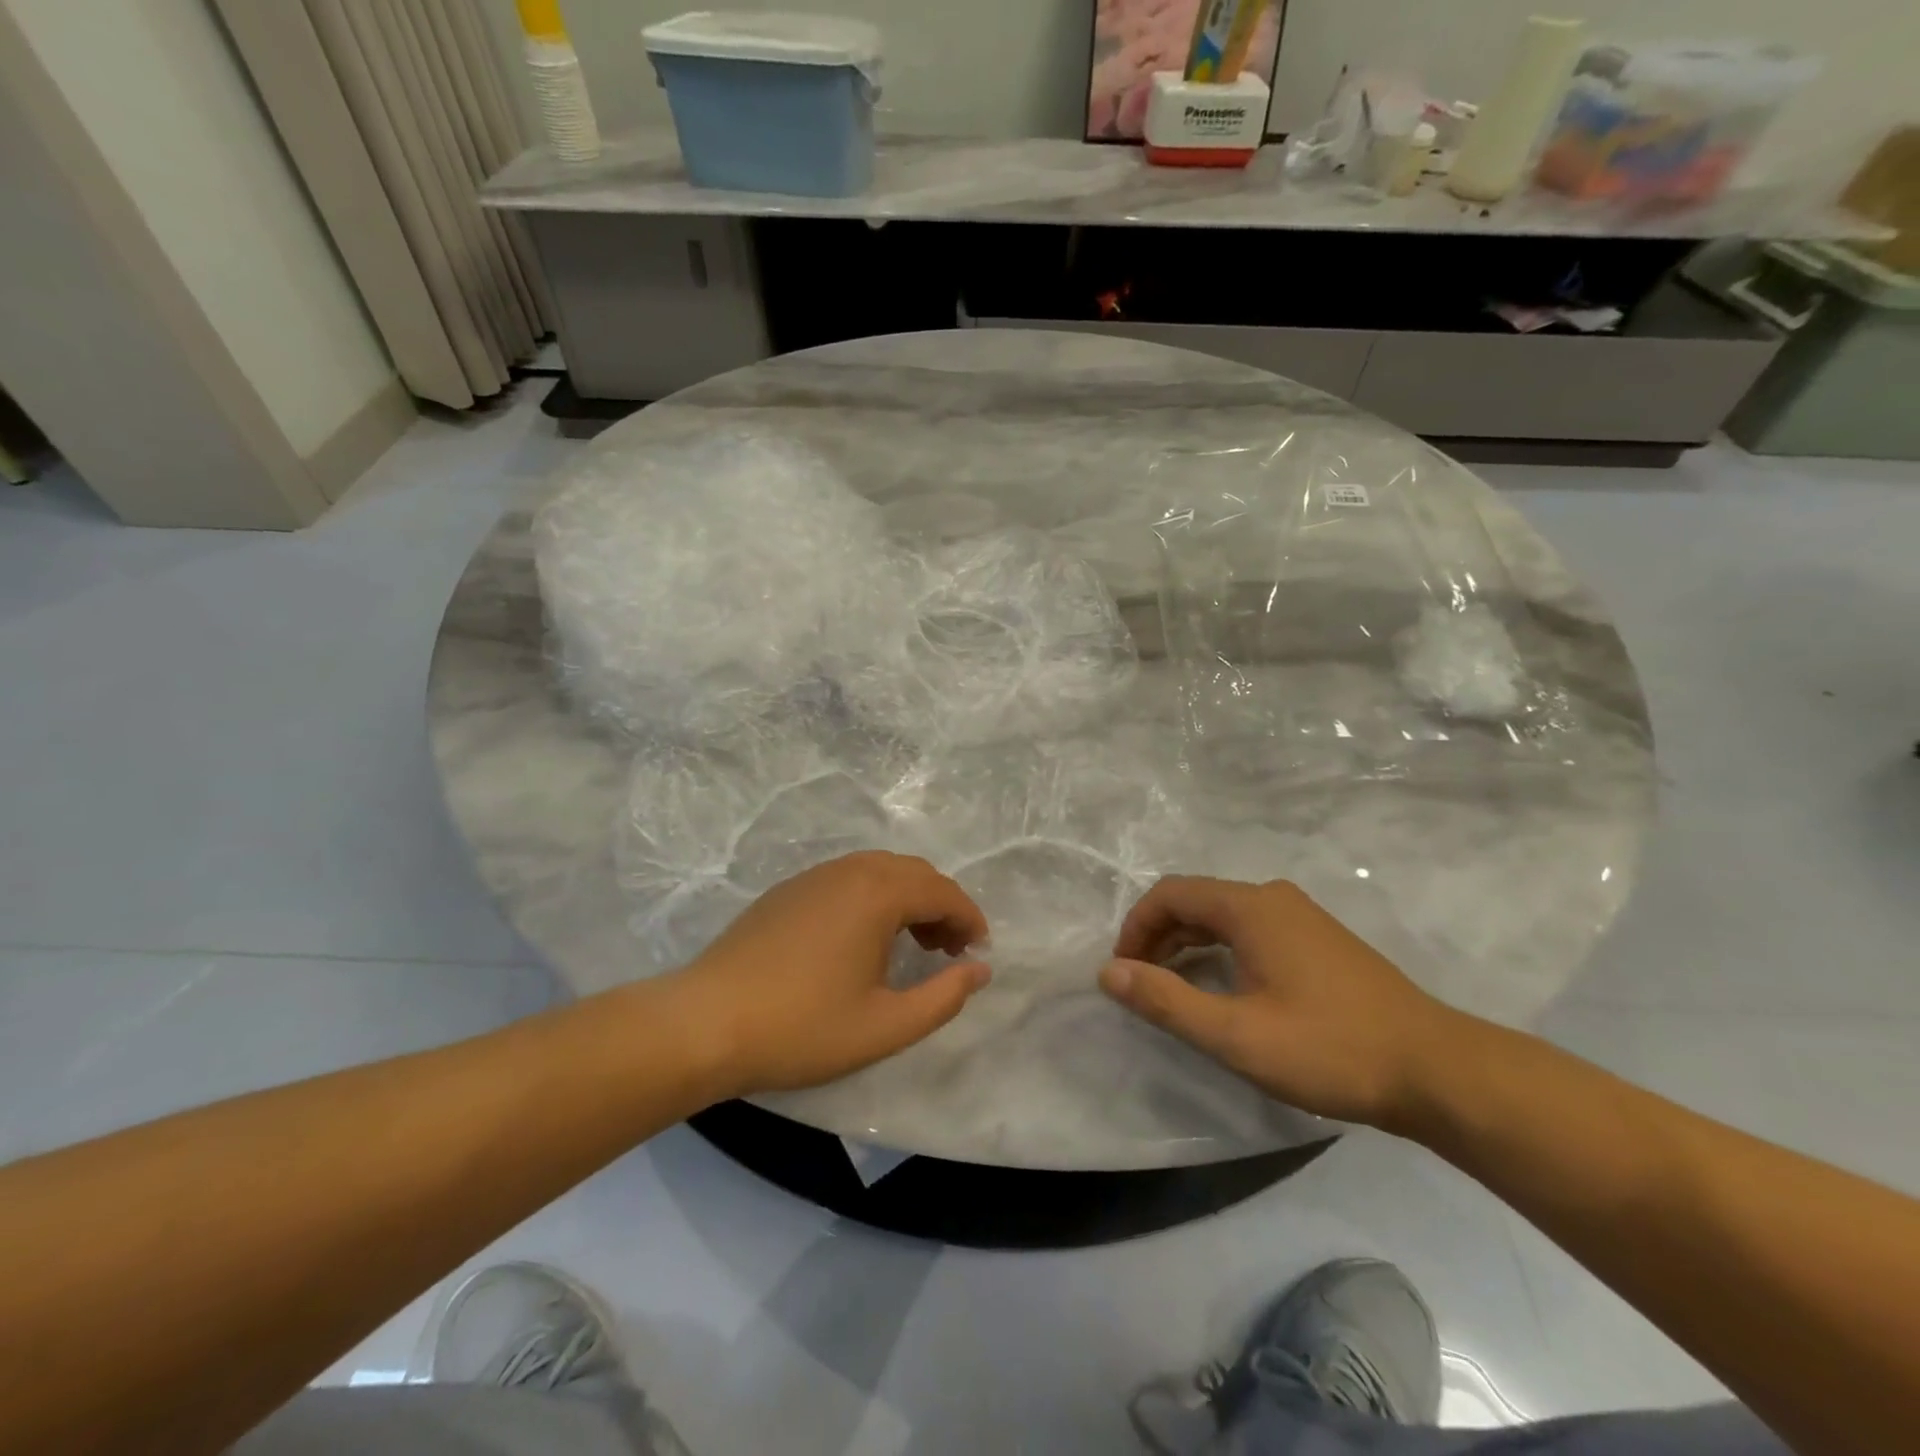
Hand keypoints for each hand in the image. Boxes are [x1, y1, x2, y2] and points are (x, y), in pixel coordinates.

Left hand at [670, 852, 990, 1098]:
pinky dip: (874, 897)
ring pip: (880, 871)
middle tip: (948, 950)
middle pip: (914, 872)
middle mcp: (849, 871)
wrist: (705, 1022)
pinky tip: (863, 939)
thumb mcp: (885, 1026)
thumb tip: (980, 970)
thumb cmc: (802, 1027)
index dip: (969, 919)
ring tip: (912, 944)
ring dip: (908, 898)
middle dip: (942, 905)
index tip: (978, 952)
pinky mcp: (788, 890)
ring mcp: (814, 876)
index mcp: (877, 893)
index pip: (942, 892)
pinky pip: (849, 878)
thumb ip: (943, 997)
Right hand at [1098, 876, 1466, 1128]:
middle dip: (1158, 937)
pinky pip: (1251, 931)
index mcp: (1251, 907)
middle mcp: (1273, 898)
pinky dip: (1220, 951)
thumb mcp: (1235, 1034)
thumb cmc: (1329, 1048)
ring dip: (1188, 945)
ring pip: (1224, 917)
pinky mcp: (1320, 941)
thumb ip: (1166, 1000)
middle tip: (1142, 984)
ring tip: (1174, 990)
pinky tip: (1224, 990)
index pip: (1171, 894)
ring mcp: (1301, 917)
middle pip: (1196, 901)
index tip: (1123, 972)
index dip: (1136, 927)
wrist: (1437, 1070)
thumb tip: (1108, 972)